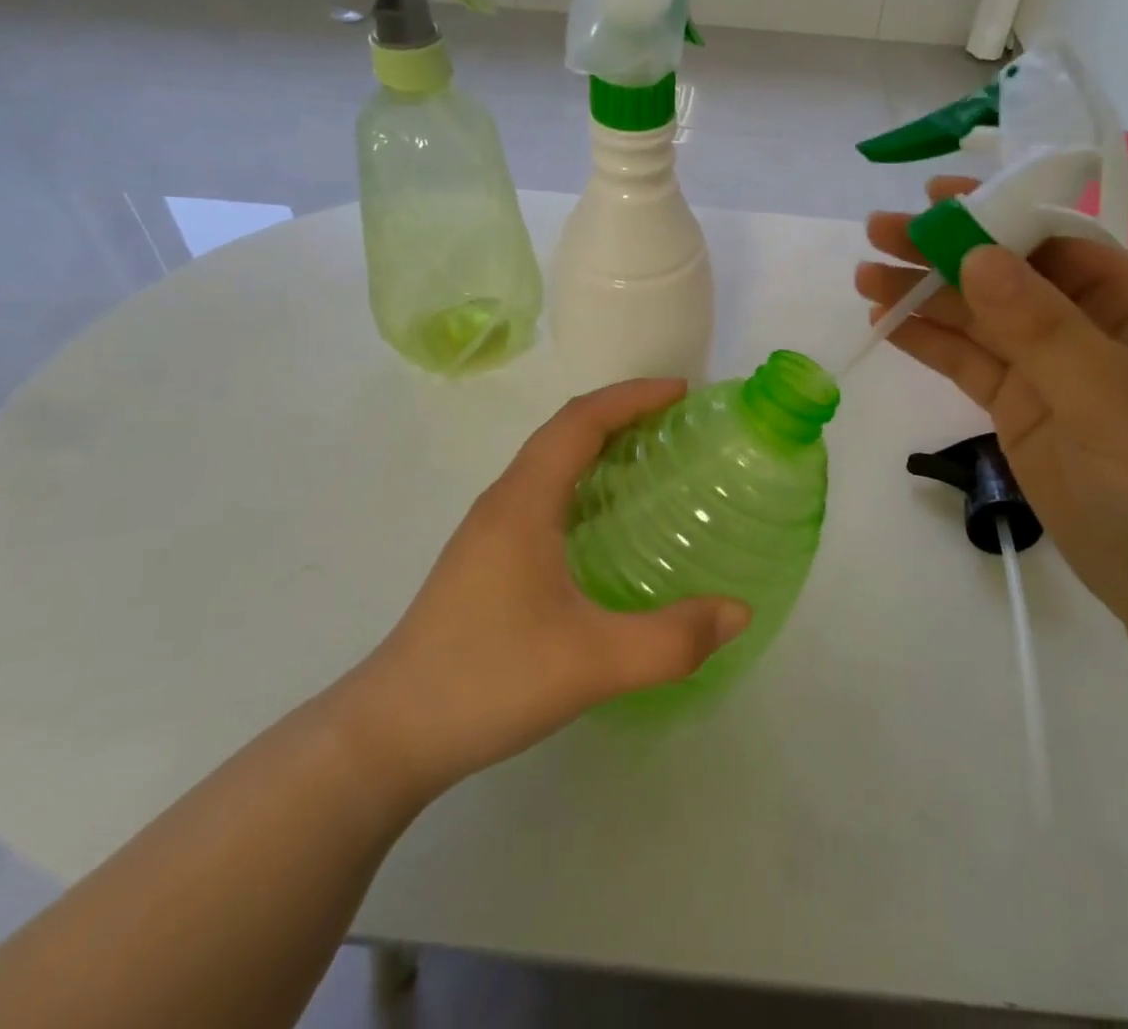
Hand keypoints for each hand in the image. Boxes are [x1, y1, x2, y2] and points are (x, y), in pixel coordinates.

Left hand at [344, 380, 750, 802]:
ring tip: (652, 463)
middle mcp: (503, 502)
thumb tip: (739, 610)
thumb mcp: (592, 663)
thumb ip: (672, 640)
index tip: (681, 392)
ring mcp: (488, 531)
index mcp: (523, 502)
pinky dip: (582, 483)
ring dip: (599, 447)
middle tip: (678, 425)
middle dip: (621, 414)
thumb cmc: (487, 680)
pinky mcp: (485, 560)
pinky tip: (608, 525)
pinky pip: (542, 495)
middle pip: (564, 432)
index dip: (631, 396)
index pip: (579, 421)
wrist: (389, 736)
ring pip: (549, 464)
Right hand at [857, 177, 1127, 633]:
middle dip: (942, 253)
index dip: (994, 213)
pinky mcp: (1019, 412)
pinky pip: (969, 365)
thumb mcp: (1105, 389)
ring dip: (924, 297)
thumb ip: (1037, 322)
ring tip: (865, 277)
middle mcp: (1086, 328)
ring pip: (978, 321)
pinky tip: (889, 323)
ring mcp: (1050, 373)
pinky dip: (930, 343)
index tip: (935, 197)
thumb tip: (975, 255)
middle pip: (1004, 277)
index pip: (1052, 241)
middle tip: (877, 233)